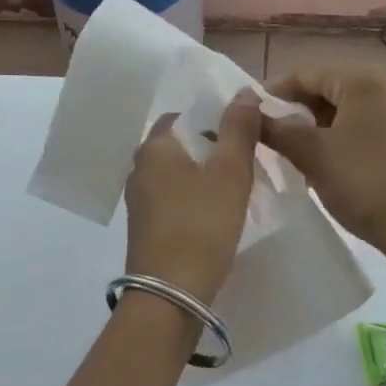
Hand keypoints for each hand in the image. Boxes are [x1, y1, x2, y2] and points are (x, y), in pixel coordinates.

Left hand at [123, 88, 261, 305]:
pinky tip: (217, 215)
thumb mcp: (229, 172)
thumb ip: (238, 129)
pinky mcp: (146, 228)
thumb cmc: (201, 224)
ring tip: (238, 188)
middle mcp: (139, 169)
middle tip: (246, 162)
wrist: (171, 294)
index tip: (243, 134)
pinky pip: (174, 200)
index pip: (183, 117)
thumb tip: (244, 92)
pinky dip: (195, 200)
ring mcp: (139, 201)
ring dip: (205, 177)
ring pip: (178, 175)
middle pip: (181, 146)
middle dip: (212, 149)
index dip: (214, 120)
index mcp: (154, 148)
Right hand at [261, 65, 385, 293]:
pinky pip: (355, 122)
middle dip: (291, 109)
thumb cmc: (365, 183)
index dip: (271, 93)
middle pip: (322, 86)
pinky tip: (314, 158)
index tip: (244, 116)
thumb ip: (276, 129)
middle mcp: (383, 84)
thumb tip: (248, 112)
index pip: (304, 73)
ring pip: (338, 106)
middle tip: (262, 135)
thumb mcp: (312, 155)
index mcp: (363, 79)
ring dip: (309, 124)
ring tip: (283, 149)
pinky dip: (331, 134)